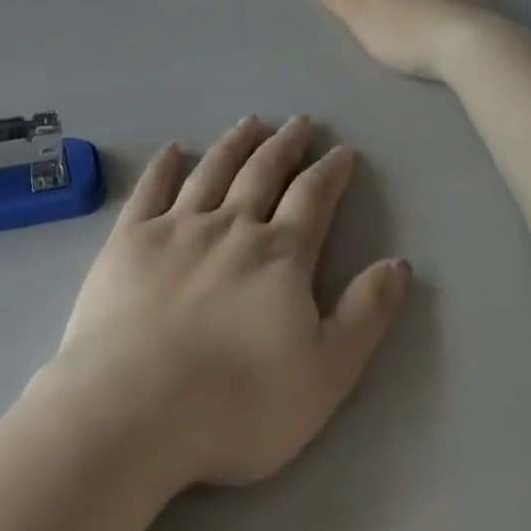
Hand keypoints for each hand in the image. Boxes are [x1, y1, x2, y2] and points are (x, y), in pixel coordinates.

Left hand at [44, 117, 409, 489]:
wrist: (135, 407)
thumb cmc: (238, 402)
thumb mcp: (325, 373)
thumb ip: (365, 315)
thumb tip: (399, 263)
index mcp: (279, 254)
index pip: (312, 198)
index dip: (329, 172)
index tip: (341, 150)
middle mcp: (232, 225)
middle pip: (263, 172)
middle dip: (286, 145)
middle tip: (299, 122)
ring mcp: (177, 226)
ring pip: (214, 170)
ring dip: (236, 143)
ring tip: (251, 122)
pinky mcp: (130, 238)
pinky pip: (151, 189)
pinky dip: (164, 165)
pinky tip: (173, 149)